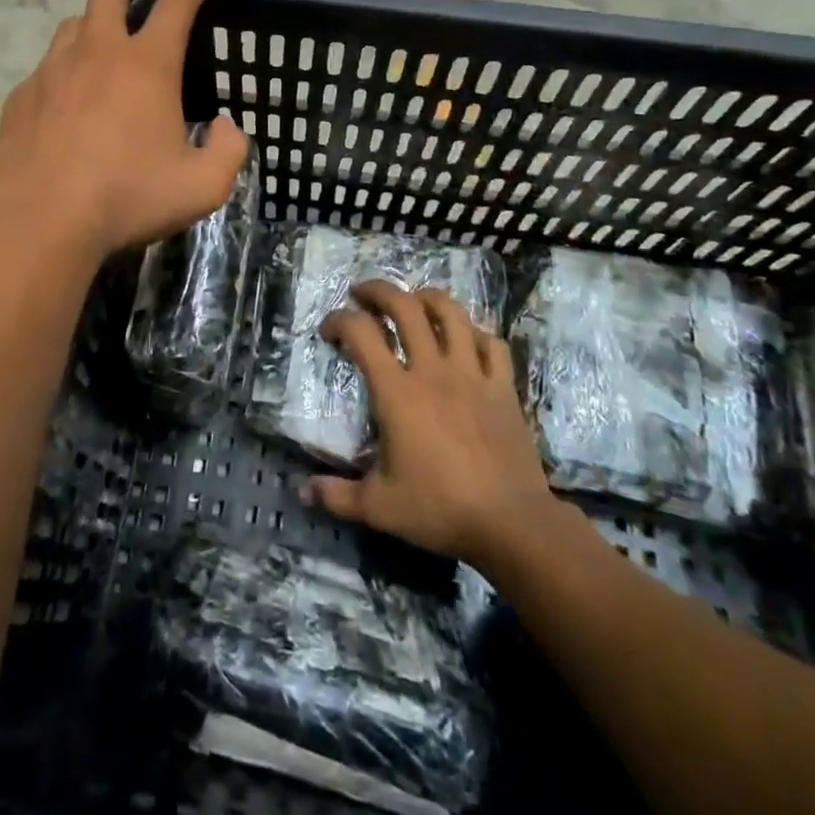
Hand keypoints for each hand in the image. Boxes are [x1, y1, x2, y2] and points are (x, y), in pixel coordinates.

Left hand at [0, 0, 247, 258]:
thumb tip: (226, 129)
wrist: (39, 219)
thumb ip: (228, 152)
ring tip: (107, 43)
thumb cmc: (126, 197)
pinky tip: (71, 100)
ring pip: (75, 21)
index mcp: (147, 64)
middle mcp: (97, 51)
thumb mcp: (201, 188)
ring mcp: (53, 68)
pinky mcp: (23, 94)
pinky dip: (68, 68)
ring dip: (97, 19)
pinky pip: (49, 66)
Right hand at [304, 282, 556, 568]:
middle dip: (379, 291)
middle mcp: (432, 370)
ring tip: (413, 301)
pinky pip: (491, 343)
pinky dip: (474, 333)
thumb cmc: (440, 509)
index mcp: (397, 392)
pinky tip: (465, 340)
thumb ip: (337, 495)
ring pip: (451, 313)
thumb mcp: (379, 508)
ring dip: (427, 298)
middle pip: (405, 307)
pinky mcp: (503, 387)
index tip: (329, 331)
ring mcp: (472, 374)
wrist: (512, 523)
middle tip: (362, 294)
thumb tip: (303, 491)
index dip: (339, 321)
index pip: (361, 333)